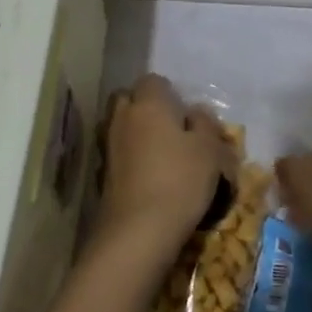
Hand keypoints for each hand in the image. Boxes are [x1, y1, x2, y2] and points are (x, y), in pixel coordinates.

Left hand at [95, 75, 233, 250]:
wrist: (139, 230)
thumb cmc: (181, 180)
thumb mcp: (209, 149)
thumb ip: (205, 124)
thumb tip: (195, 113)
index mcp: (148, 103)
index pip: (154, 81)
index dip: (170, 94)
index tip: (187, 115)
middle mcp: (122, 118)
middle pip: (129, 100)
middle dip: (146, 109)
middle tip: (171, 131)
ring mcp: (107, 147)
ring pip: (120, 128)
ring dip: (136, 135)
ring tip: (161, 156)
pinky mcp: (101, 175)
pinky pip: (117, 155)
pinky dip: (129, 160)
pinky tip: (148, 177)